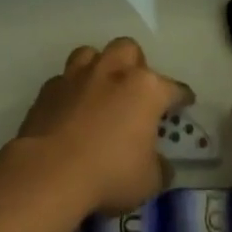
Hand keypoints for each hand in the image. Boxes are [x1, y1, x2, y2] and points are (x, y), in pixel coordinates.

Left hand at [12, 39, 190, 216]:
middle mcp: (113, 72)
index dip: (181, 97)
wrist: (49, 173)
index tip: (184, 103)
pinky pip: (63, 80)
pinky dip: (70, 91)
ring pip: (90, 54)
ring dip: (98, 67)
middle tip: (134, 90)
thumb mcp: (148, 181)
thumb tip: (159, 165)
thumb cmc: (109, 174)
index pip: (174, 88)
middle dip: (135, 65)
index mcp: (146, 89)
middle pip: (128, 50)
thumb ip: (158, 167)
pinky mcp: (47, 90)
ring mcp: (77, 77)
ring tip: (100, 90)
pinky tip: (70, 110)